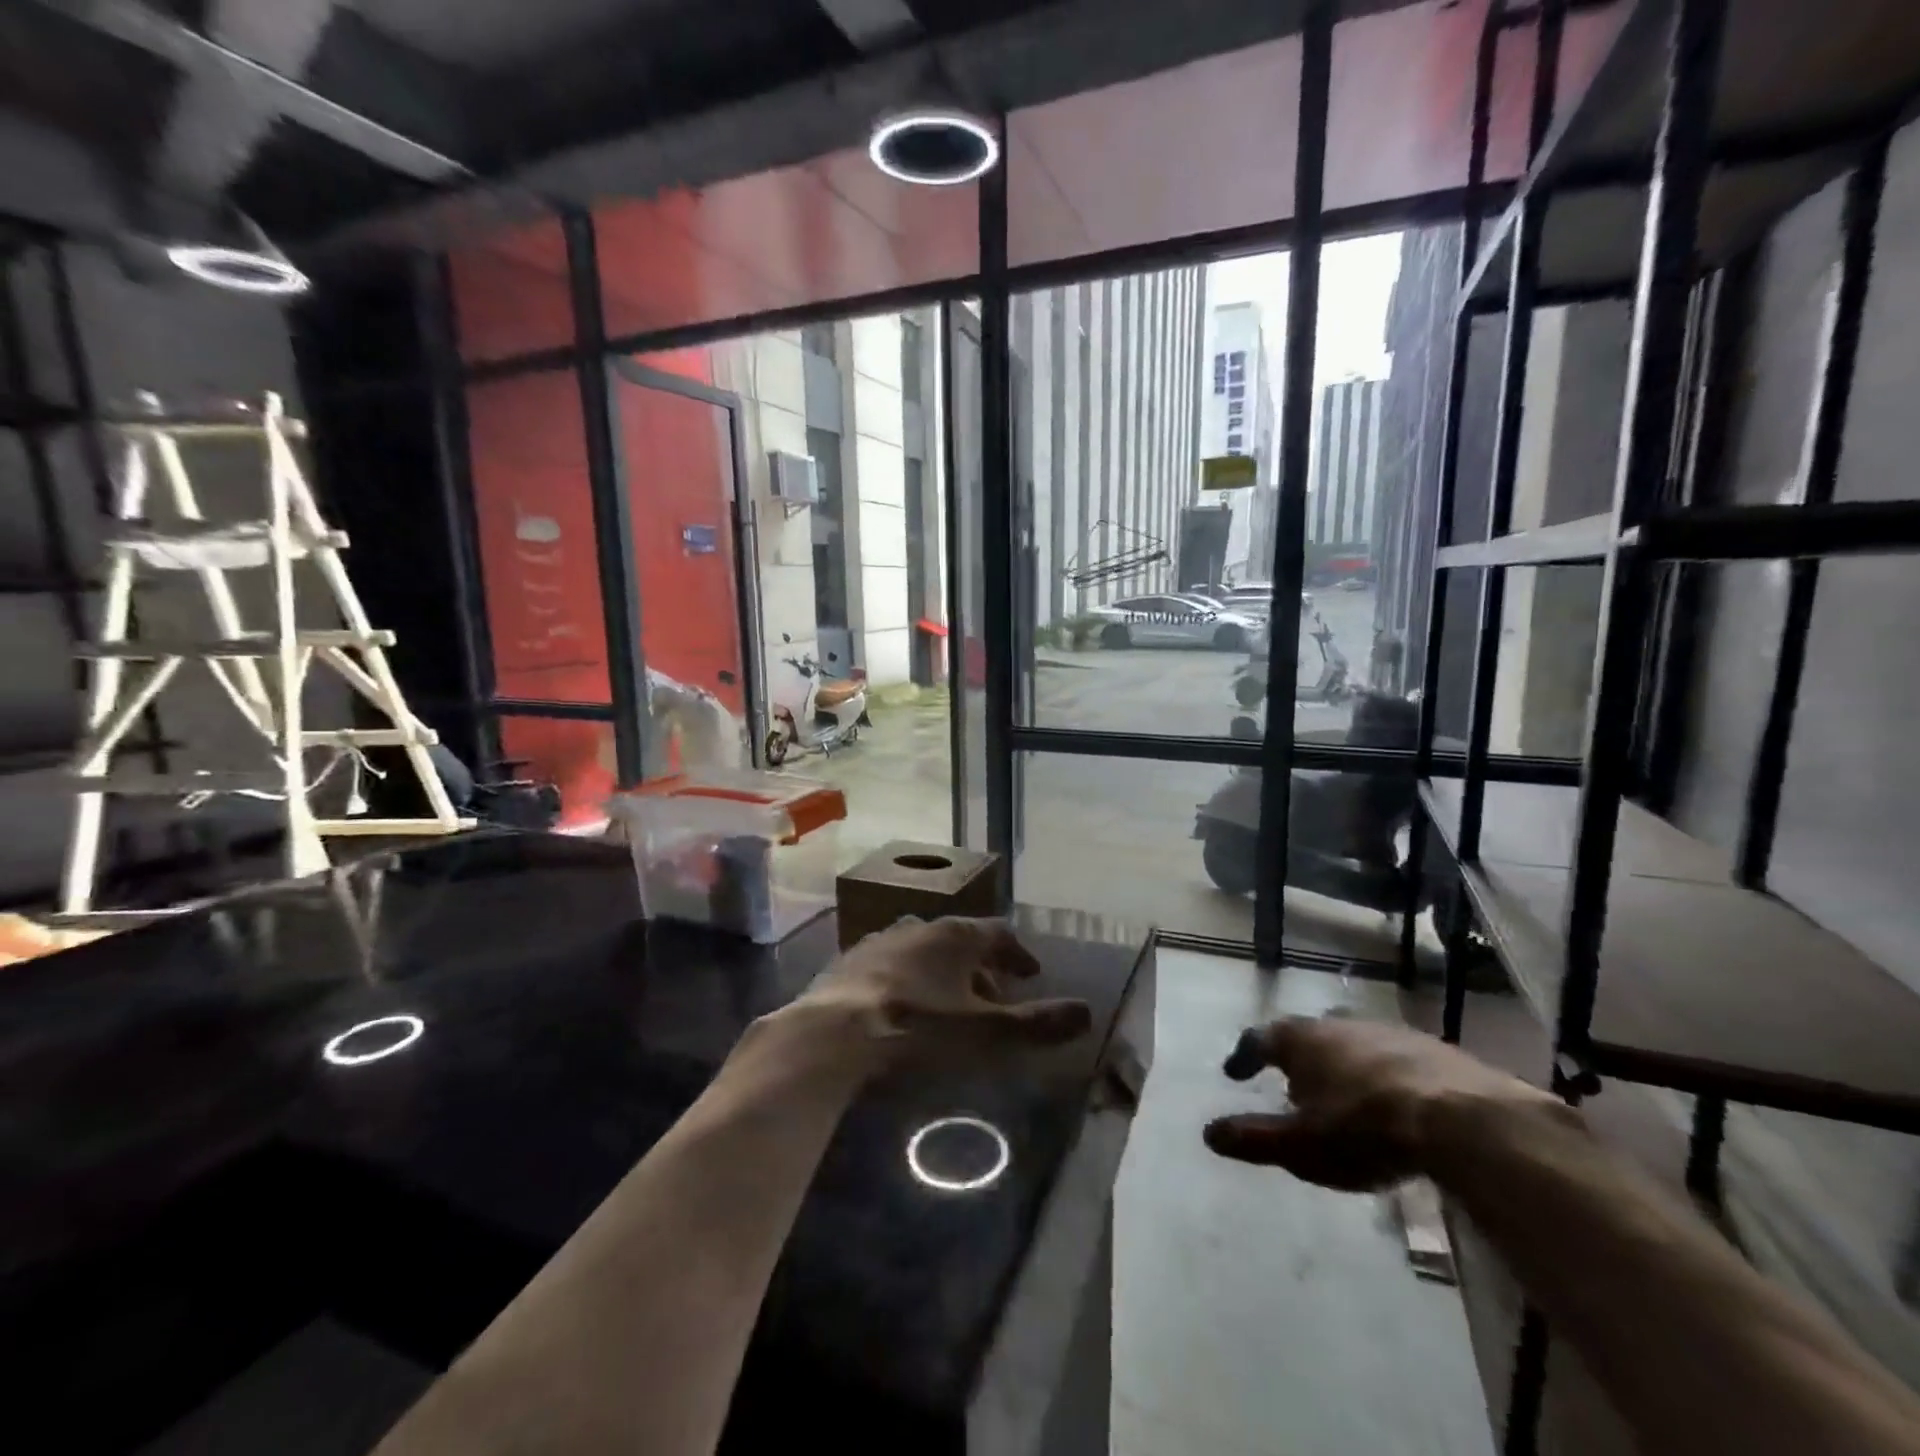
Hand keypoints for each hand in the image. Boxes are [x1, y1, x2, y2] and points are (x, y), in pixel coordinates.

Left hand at [781, 917, 1092, 1075]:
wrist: (833, 1036)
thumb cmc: (919, 1030)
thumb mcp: (987, 1034)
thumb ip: (1038, 1024)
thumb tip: (1088, 1012)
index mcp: (955, 936)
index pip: (999, 933)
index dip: (1018, 954)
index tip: (1032, 975)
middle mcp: (918, 928)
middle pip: (960, 942)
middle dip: (981, 968)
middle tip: (994, 997)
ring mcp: (878, 943)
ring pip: (922, 953)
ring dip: (941, 975)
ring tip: (949, 1006)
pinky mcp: (847, 965)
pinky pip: (888, 968)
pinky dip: (905, 983)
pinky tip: (900, 1010)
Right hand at [1203, 1015, 1563, 1190]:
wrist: (1465, 1121)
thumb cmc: (1364, 1130)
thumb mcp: (1300, 1146)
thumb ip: (1253, 1139)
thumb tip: (1208, 1133)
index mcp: (1300, 1040)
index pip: (1258, 1039)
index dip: (1243, 1056)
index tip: (1235, 1073)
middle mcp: (1338, 1025)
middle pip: (1306, 1035)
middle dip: (1297, 1057)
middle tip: (1293, 1083)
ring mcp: (1387, 1032)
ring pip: (1352, 1043)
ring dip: (1341, 1064)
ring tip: (1343, 1093)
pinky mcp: (1433, 1049)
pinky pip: (1393, 1058)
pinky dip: (1382, 1074)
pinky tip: (1393, 1101)